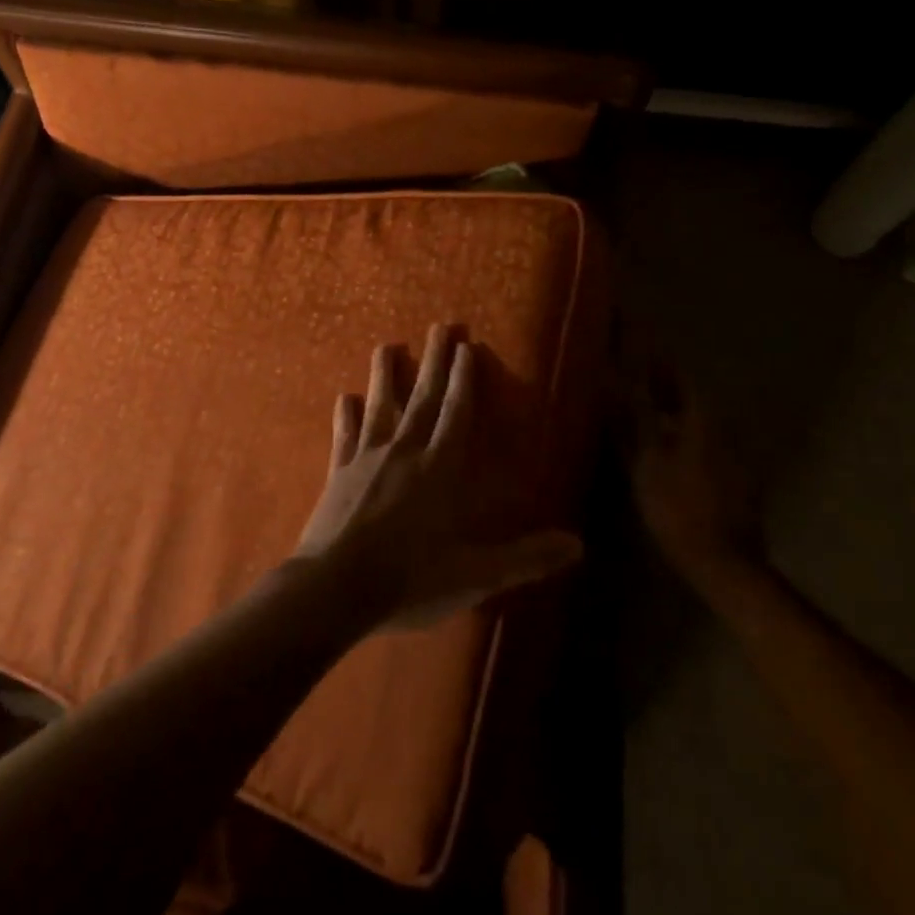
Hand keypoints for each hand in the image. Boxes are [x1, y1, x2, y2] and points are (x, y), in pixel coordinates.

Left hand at [295, 325, 582, 629]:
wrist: (336, 588)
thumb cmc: (410, 579)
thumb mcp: (476, 576)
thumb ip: (525, 558)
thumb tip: (578, 544)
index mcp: (440, 469)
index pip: (456, 413)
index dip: (465, 379)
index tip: (467, 345)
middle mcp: (405, 452)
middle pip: (422, 398)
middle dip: (433, 361)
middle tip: (439, 326)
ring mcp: (367, 459)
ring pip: (379, 406)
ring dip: (384, 375)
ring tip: (386, 346)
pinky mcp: (338, 473)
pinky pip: (344, 436)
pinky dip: (345, 416)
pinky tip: (343, 398)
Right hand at [630, 362, 763, 595]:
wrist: (723, 563)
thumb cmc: (677, 508)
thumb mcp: (646, 461)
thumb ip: (633, 417)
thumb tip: (615, 379)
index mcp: (702, 419)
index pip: (679, 374)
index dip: (656, 359)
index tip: (633, 347)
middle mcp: (722, 428)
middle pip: (690, 395)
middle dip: (662, 383)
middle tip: (631, 375)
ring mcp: (732, 454)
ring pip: (696, 419)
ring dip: (671, 409)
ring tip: (640, 408)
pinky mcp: (733, 477)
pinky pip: (703, 441)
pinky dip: (681, 434)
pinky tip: (661, 445)